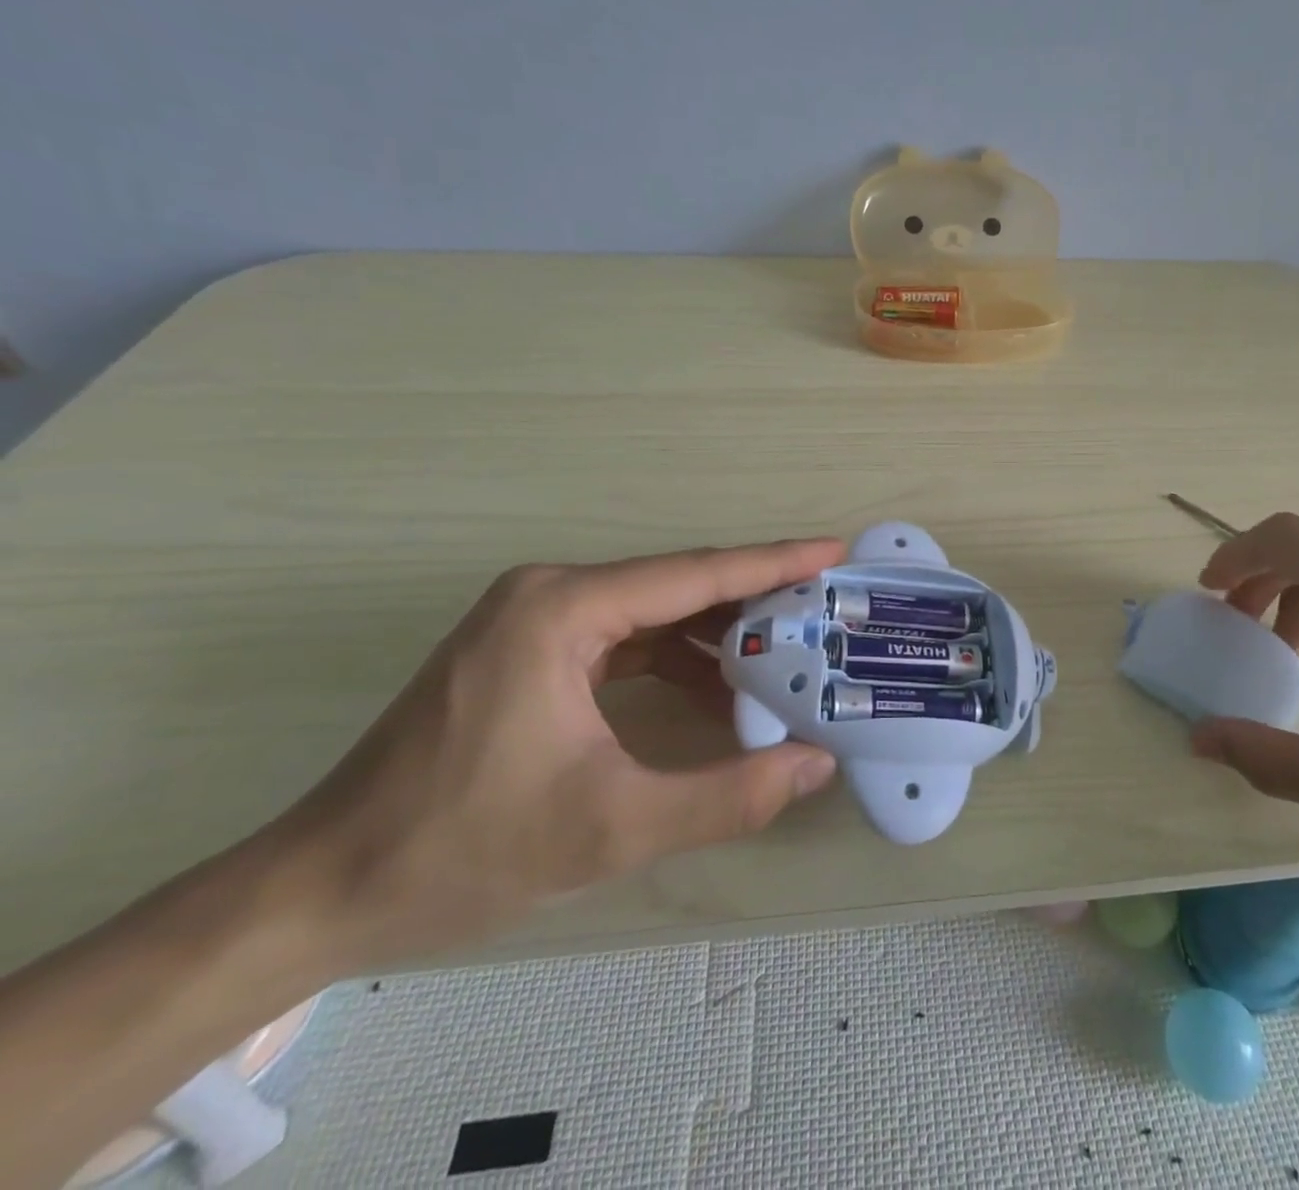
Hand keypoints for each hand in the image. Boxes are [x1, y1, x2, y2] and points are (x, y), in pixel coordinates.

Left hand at [268, 539, 845, 967]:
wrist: (323, 891)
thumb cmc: (462, 850)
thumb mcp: (610, 829)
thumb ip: (727, 796)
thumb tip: (816, 765)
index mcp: (563, 610)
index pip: (694, 575)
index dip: (773, 563)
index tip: (832, 550)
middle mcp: (550, 594)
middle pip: (677, 586)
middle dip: (754, 602)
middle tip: (823, 612)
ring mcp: (534, 620)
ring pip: (653, 611)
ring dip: (716, 635)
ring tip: (784, 657)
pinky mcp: (528, 651)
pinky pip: (624, 638)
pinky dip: (675, 658)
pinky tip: (715, 690)